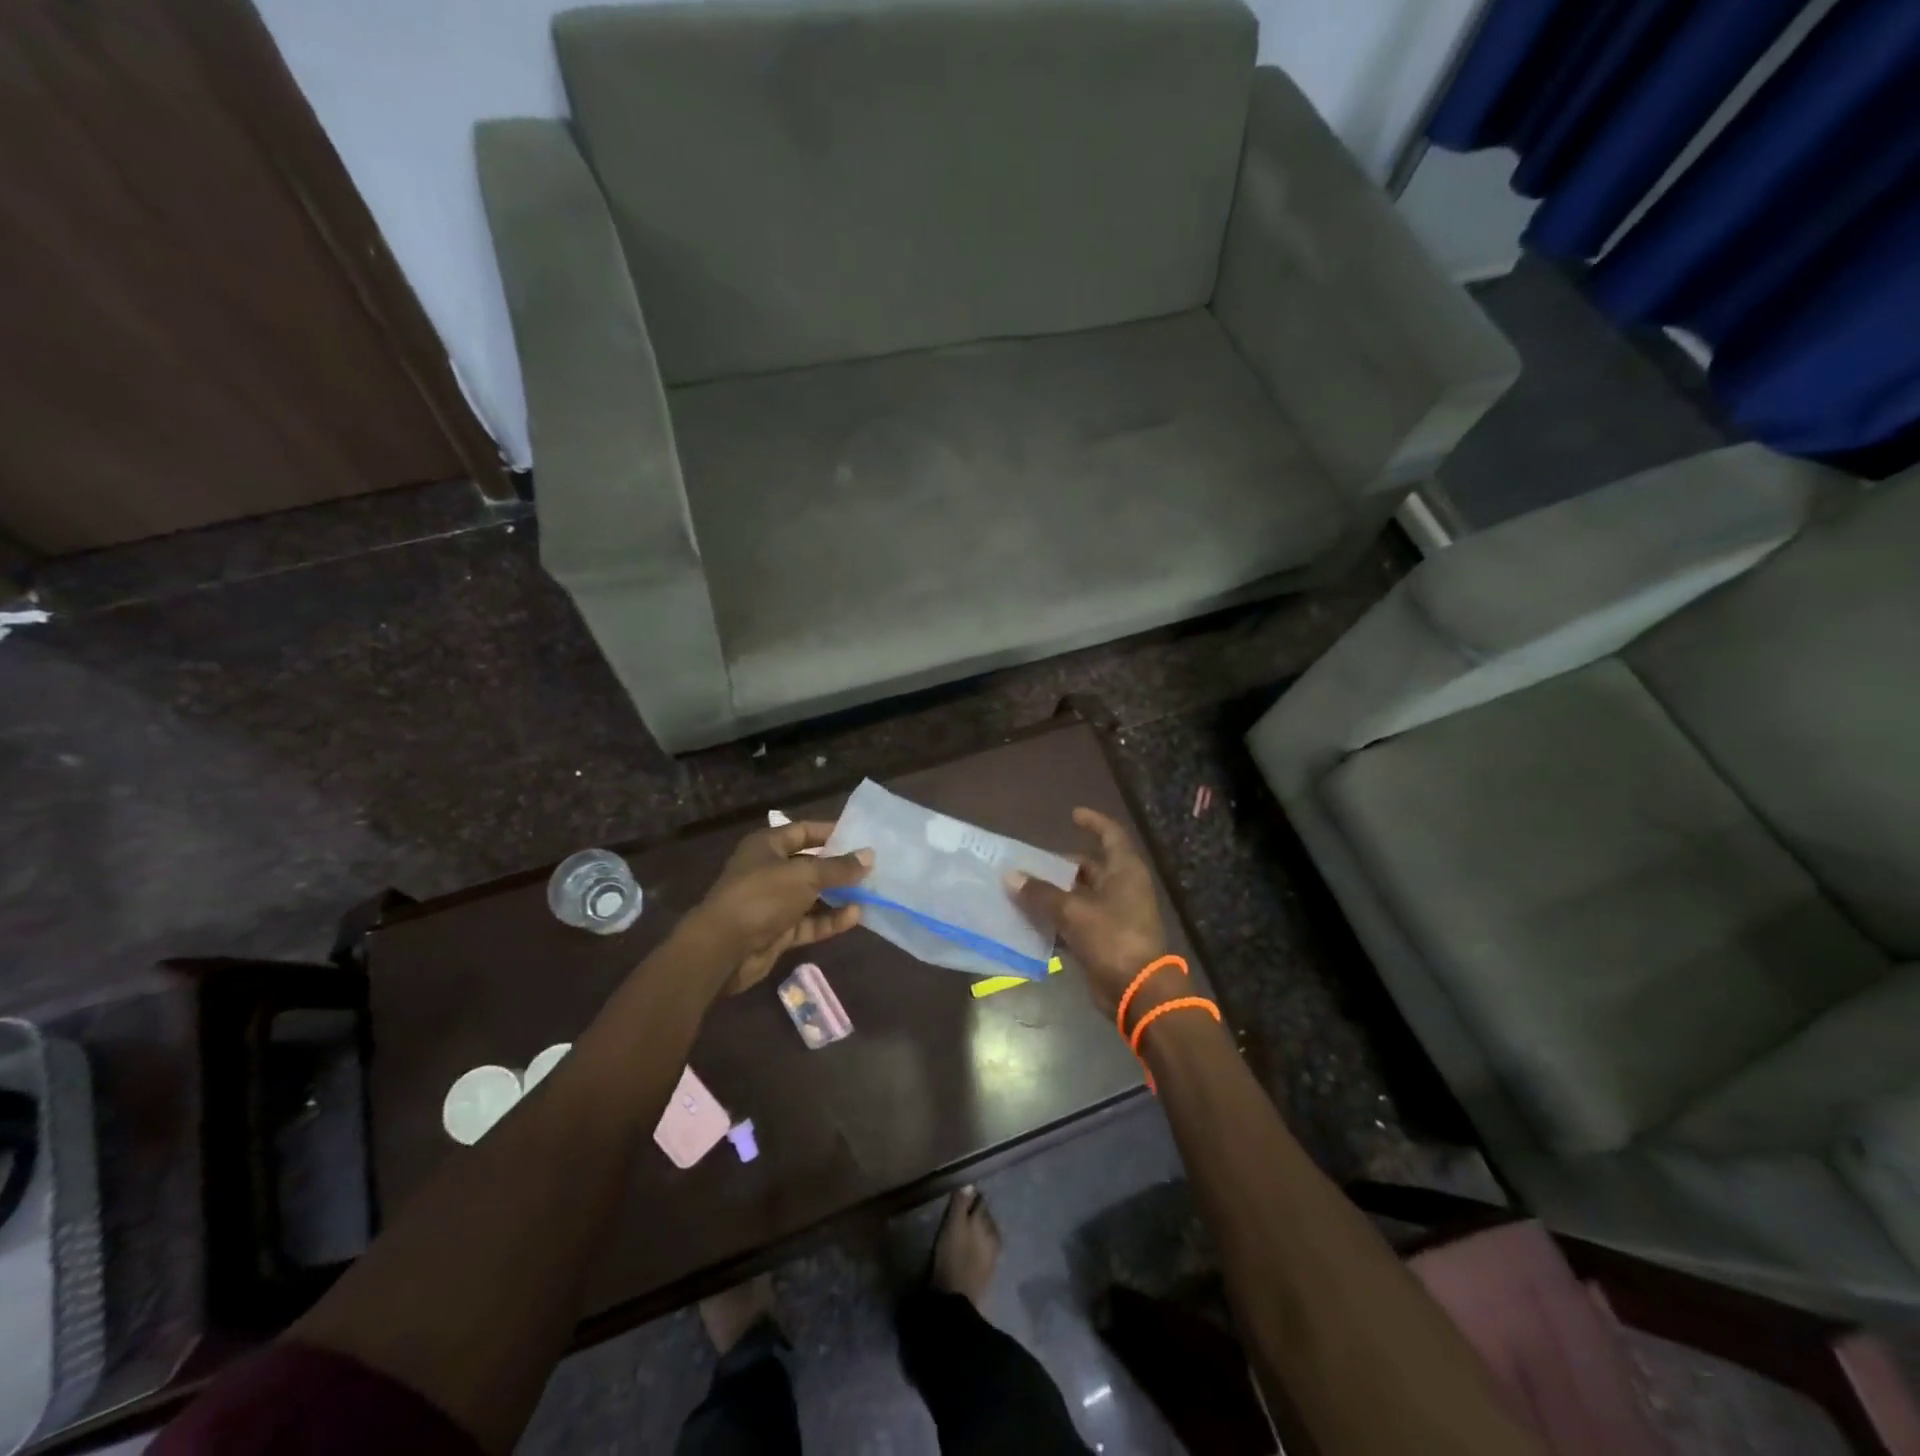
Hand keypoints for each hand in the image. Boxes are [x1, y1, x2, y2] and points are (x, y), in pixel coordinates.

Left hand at [692, 822, 871, 994]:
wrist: (723, 949)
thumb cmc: (762, 896)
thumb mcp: (805, 876)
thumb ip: (839, 867)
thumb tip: (869, 855)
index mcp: (767, 846)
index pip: (804, 831)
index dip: (831, 832)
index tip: (861, 836)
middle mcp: (769, 870)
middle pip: (810, 864)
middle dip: (839, 867)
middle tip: (873, 867)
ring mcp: (773, 902)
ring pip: (812, 896)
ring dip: (838, 896)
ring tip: (871, 893)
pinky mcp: (777, 931)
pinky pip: (809, 922)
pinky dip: (829, 920)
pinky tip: (855, 917)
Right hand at [1007, 807, 1167, 1018]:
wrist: (1138, 991)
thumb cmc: (1112, 938)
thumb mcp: (1072, 912)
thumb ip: (1040, 893)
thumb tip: (1010, 876)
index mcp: (1124, 871)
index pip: (1110, 835)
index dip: (1093, 822)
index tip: (1072, 815)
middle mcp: (1122, 887)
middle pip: (1089, 868)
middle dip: (1060, 867)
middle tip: (1030, 864)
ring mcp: (1115, 915)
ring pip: (1080, 896)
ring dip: (1055, 895)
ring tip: (1022, 891)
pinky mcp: (1105, 940)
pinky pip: (1077, 922)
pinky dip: (1057, 921)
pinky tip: (1031, 922)